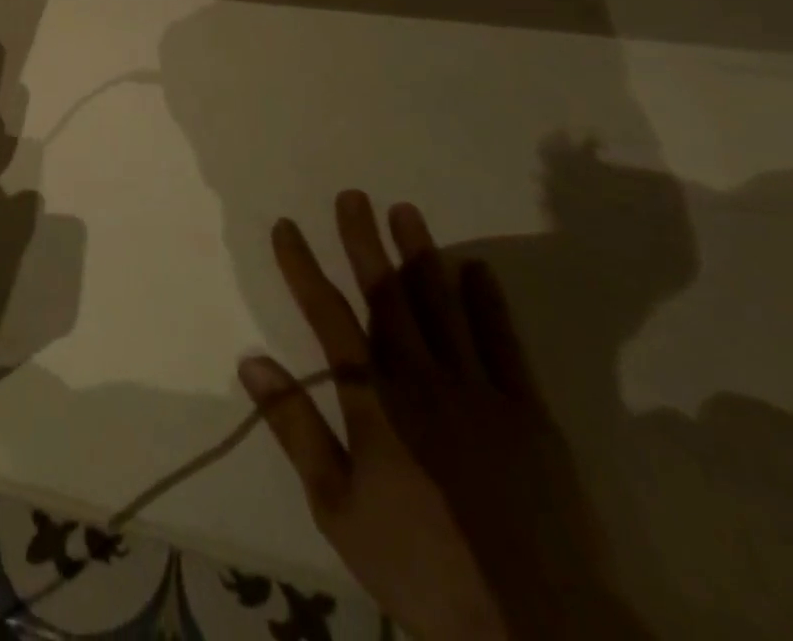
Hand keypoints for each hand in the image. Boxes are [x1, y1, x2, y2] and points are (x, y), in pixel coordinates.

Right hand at [240, 196, 508, 640]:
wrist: (540, 631)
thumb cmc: (424, 567)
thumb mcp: (339, 507)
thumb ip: (296, 428)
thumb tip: (252, 360)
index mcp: (374, 398)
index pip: (328, 316)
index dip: (303, 267)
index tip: (286, 226)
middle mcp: (422, 377)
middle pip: (386, 294)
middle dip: (363, 241)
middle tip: (352, 195)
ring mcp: (480, 391)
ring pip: (442, 305)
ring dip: (421, 254)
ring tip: (404, 211)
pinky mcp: (529, 413)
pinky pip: (504, 344)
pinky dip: (489, 303)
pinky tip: (478, 270)